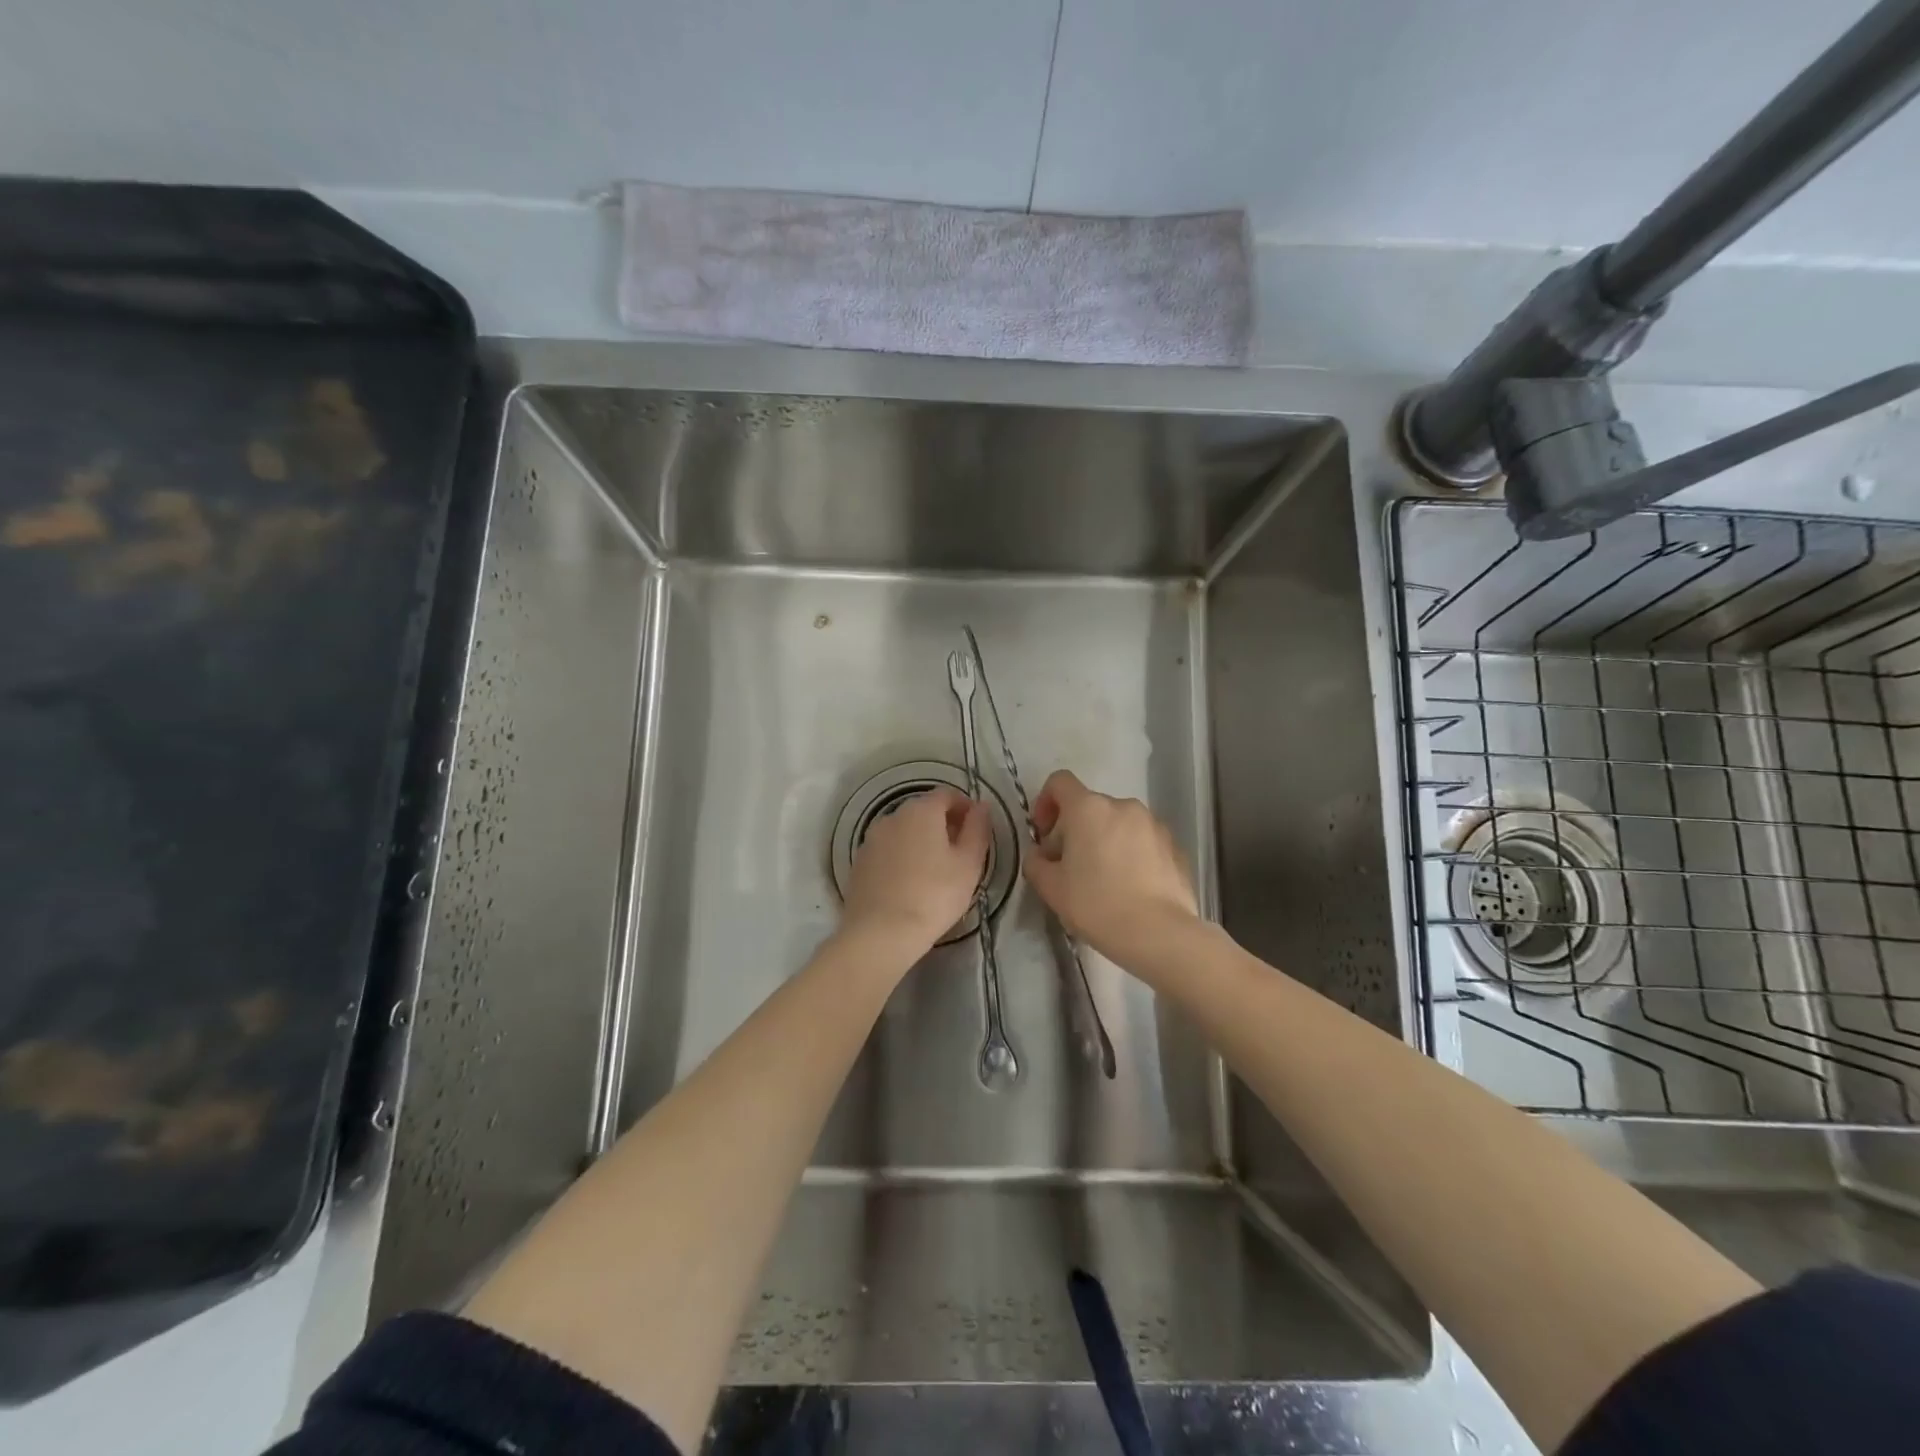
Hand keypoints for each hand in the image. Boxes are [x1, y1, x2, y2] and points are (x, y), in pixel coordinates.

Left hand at [841, 787, 990, 955]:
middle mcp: (893, 816)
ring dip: (922, 840)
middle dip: (944, 824)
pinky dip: (903, 857)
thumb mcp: (969, 864)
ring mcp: (872, 839)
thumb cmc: (933, 896)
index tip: (977, 829)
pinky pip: (888, 850)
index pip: (947, 793)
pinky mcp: (860, 862)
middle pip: (924, 810)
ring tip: (936, 871)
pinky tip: (911, 883)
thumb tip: (981, 806)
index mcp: (922, 810)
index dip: (965, 806)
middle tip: (961, 852)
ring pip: (904, 830)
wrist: (879, 933)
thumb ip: (978, 829)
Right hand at [1024, 770, 1198, 960]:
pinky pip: (1142, 842)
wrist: (1159, 934)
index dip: (1045, 802)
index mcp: (1088, 808)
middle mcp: (1123, 806)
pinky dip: (1131, 855)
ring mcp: (1153, 824)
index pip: (1059, 782)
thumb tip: (1041, 855)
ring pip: (1118, 824)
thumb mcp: (1050, 888)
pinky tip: (1130, 888)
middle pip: (1089, 807)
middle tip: (1069, 868)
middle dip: (1075, 830)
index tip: (1044, 835)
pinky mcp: (1175, 846)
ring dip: (1105, 841)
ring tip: (1103, 881)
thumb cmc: (1097, 905)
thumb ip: (1036, 862)